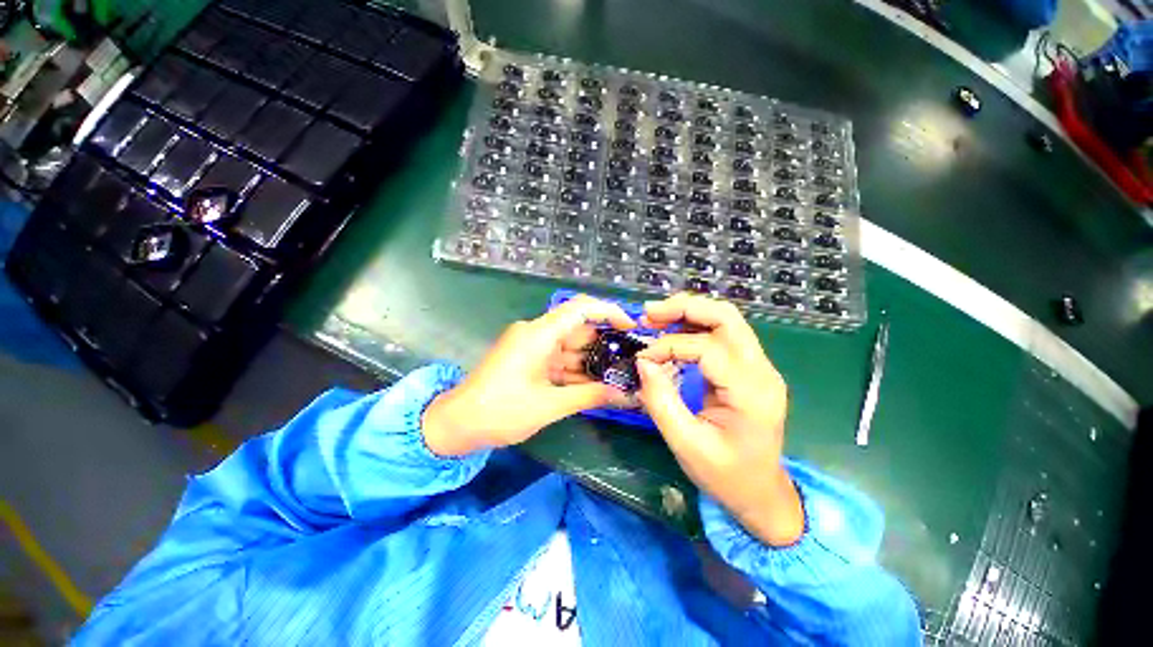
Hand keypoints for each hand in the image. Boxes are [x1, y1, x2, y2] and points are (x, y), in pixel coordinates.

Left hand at [422, 295, 635, 455]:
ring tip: (622, 375)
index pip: (580, 308)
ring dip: (592, 361)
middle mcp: (536, 333)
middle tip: (633, 361)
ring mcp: (532, 346)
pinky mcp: (529, 359)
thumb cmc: (500, 412)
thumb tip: (626, 394)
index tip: (631, 327)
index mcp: (539, 334)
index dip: (608, 312)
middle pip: (578, 330)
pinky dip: (576, 371)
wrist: (457, 424)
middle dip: (605, 345)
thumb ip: (590, 396)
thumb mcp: (550, 405)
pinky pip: (559, 360)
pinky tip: (597, 384)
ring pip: (571, 347)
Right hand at [635, 294, 803, 546]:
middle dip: (685, 308)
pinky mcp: (749, 369)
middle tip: (649, 314)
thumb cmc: (725, 475)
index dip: (670, 346)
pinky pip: (722, 335)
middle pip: (726, 317)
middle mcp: (762, 371)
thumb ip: (661, 401)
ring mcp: (759, 367)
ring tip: (656, 318)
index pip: (708, 348)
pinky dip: (694, 327)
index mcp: (751, 393)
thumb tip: (643, 363)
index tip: (643, 360)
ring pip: (726, 320)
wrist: (761, 493)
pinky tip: (672, 332)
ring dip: (688, 312)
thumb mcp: (686, 444)